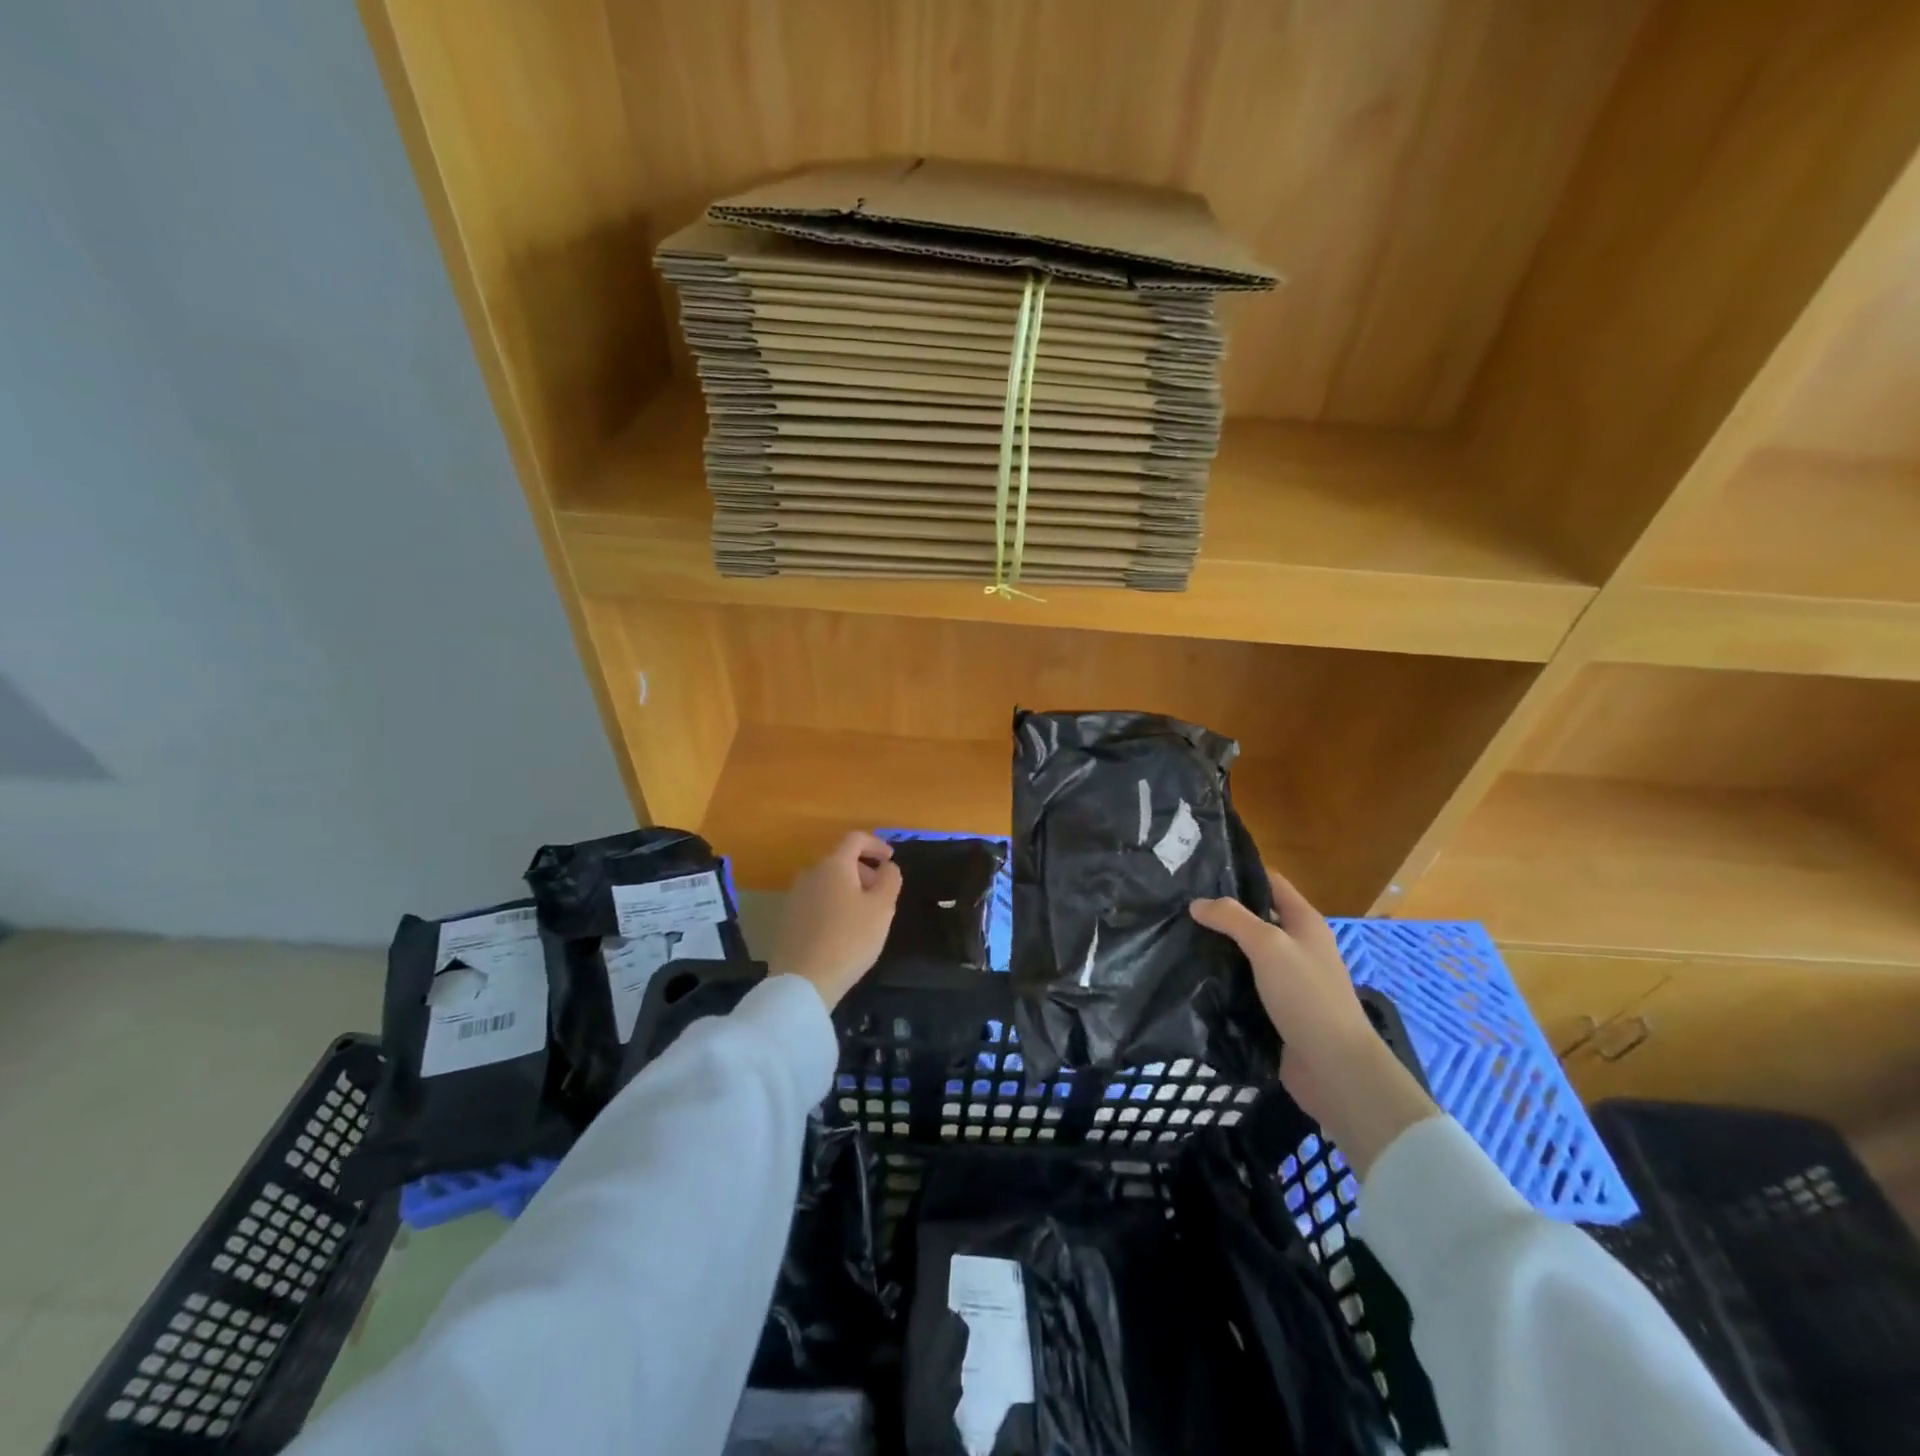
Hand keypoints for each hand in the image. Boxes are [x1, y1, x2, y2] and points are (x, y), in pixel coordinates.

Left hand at [771, 832, 902, 1010]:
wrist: (803, 980)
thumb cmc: (849, 939)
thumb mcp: (882, 908)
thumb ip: (890, 880)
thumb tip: (887, 866)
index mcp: (834, 865)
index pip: (855, 839)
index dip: (876, 844)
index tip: (890, 860)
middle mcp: (810, 873)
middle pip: (840, 860)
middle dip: (864, 870)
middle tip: (881, 894)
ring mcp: (795, 896)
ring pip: (828, 881)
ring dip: (849, 889)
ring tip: (864, 915)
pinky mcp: (788, 918)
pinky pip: (817, 900)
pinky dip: (834, 904)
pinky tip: (843, 931)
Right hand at [1190, 870, 1437, 1176]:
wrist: (1334, 1068)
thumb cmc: (1307, 996)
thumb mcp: (1269, 946)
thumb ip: (1232, 919)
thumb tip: (1196, 904)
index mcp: (1305, 923)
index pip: (1270, 882)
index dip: (1240, 872)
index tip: (1199, 869)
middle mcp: (1298, 947)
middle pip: (1255, 918)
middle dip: (1221, 912)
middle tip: (1179, 905)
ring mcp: (1287, 980)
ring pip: (1246, 953)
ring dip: (1218, 948)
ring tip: (1177, 937)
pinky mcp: (1275, 1010)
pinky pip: (1244, 985)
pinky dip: (1222, 979)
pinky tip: (1193, 976)